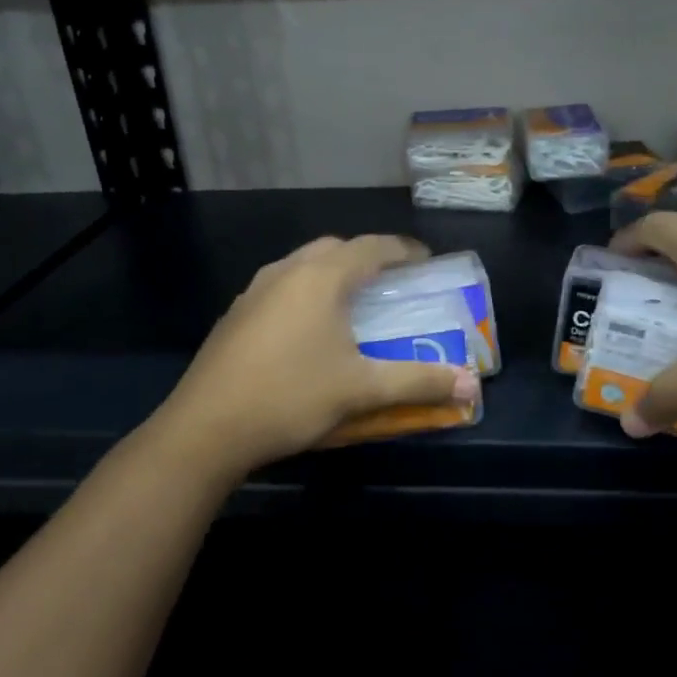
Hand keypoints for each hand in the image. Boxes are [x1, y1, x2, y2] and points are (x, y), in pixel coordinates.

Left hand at [156, 234, 477, 474]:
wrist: (204, 429)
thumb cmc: (290, 397)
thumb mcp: (362, 390)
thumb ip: (418, 382)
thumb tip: (471, 385)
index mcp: (321, 278)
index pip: (372, 247)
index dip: (404, 251)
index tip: (426, 262)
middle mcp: (287, 272)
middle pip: (335, 248)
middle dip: (367, 257)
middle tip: (391, 282)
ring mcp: (254, 291)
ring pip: (303, 265)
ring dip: (333, 273)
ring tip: (352, 302)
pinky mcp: (236, 315)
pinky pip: (282, 286)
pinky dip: (306, 292)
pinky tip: (308, 329)